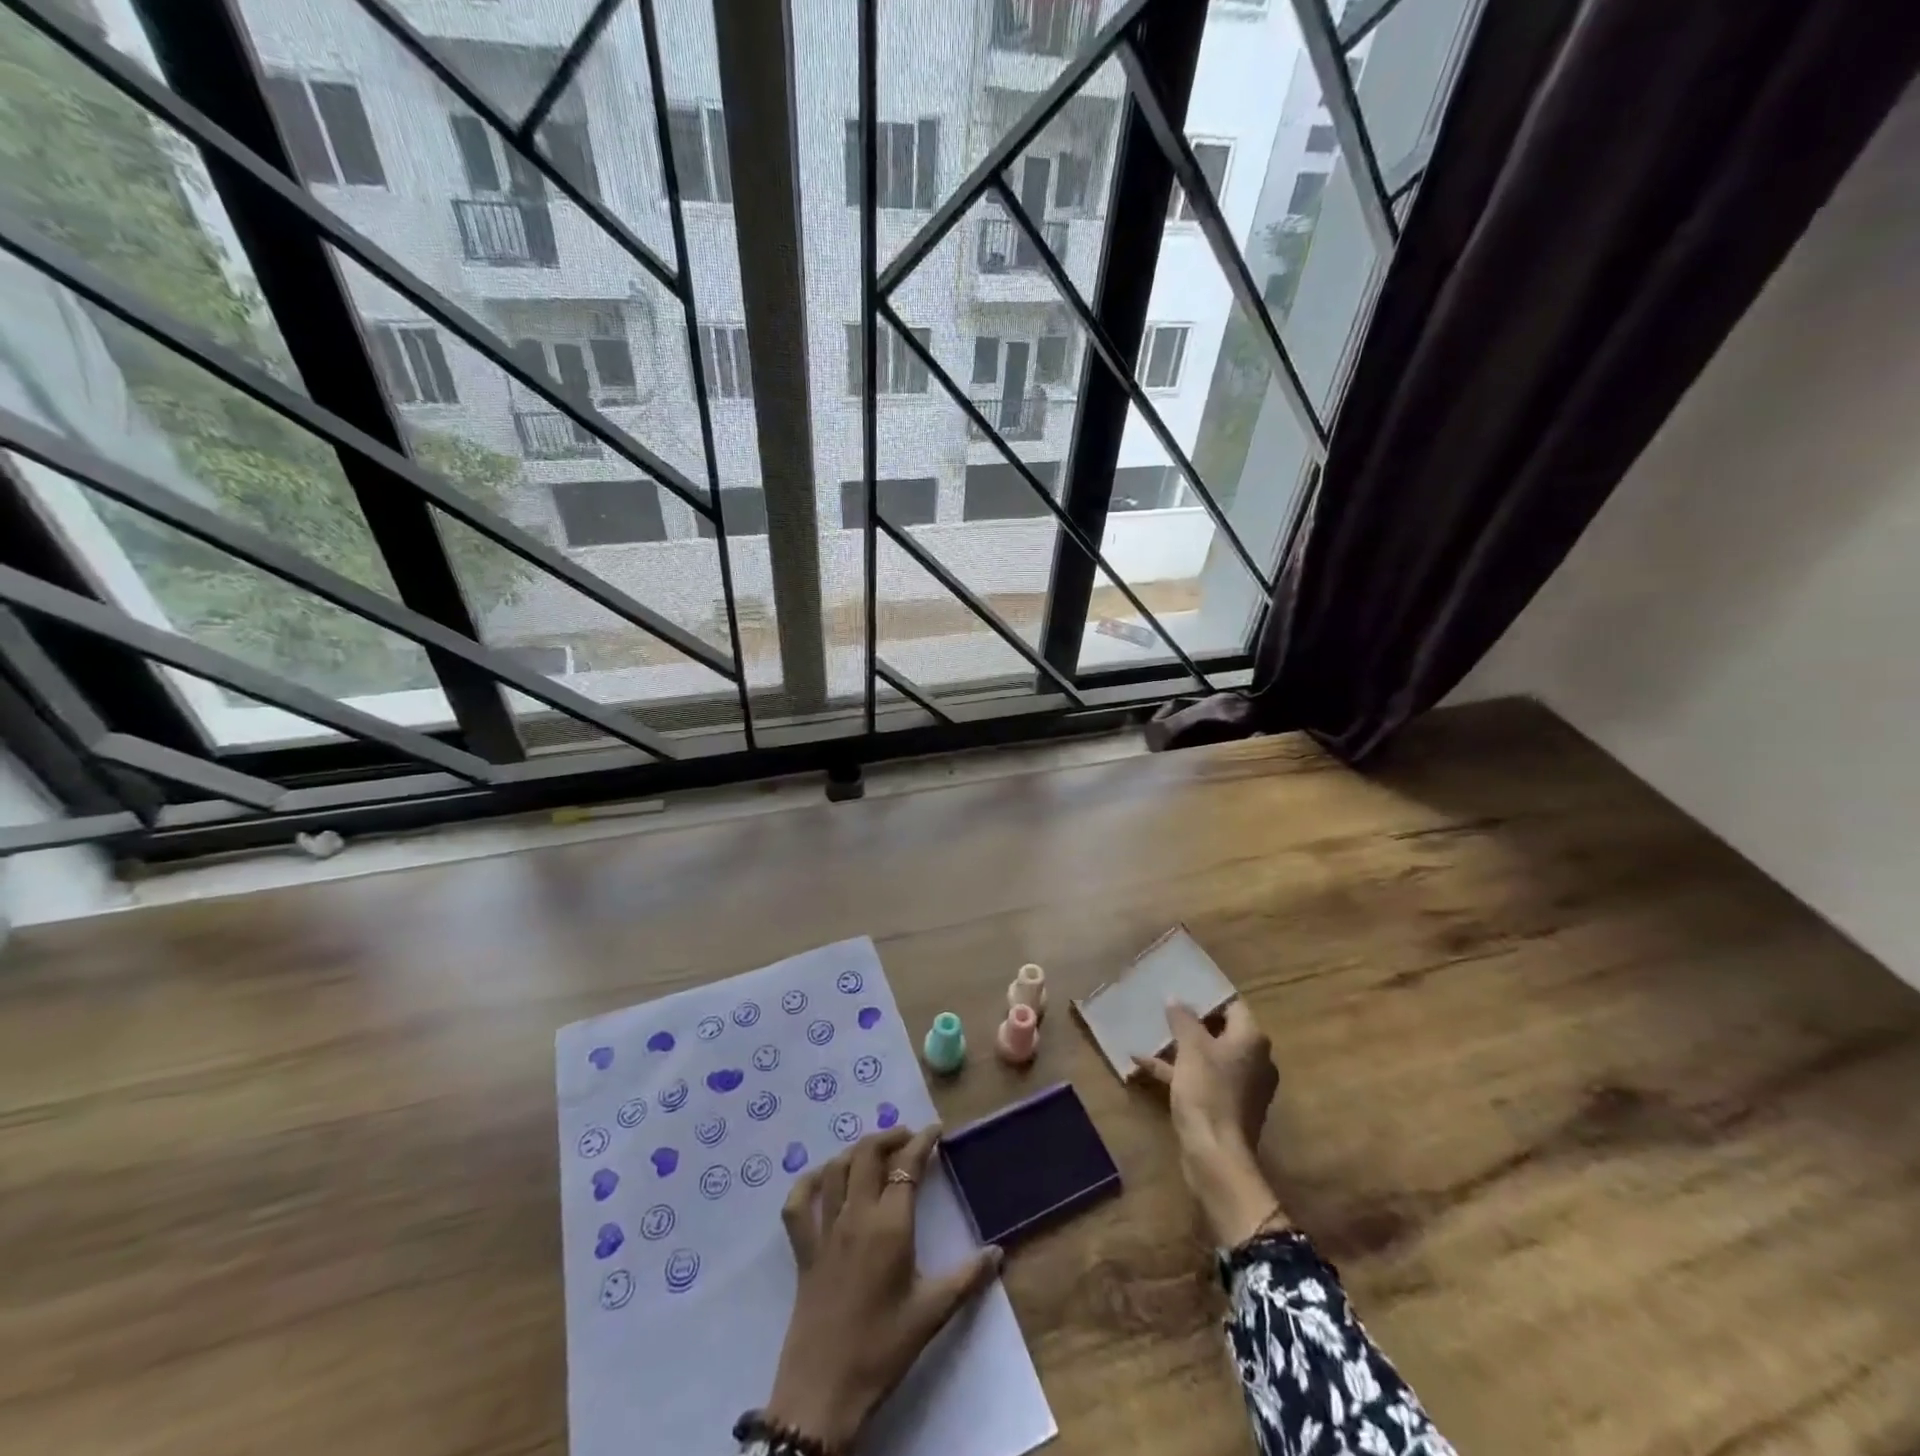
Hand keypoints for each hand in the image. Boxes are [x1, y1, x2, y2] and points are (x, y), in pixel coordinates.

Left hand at [765, 1126, 1001, 1452]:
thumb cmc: (883, 1349)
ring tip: (873, 1152)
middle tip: (907, 1138)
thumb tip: (998, 1253)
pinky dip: (808, 1183)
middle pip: (868, 1154)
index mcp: (890, 1225)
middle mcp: (856, 1215)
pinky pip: (798, 1205)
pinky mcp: (803, 1251)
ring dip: (855, 1151)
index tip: (936, 1130)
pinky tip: (821, 1179)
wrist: (824, 1391)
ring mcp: (824, 1230)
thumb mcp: (932, 1313)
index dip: (922, 1142)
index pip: (907, 1166)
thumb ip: (967, 1278)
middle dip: (889, 1137)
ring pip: (835, 1169)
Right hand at [1133, 1000, 1285, 1246]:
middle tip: (1164, 1008)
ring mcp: (1242, 1086)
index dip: (1207, 997)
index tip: (1182, 989)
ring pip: (1209, 1056)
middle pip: (1221, 1031)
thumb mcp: (1191, 1048)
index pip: (1232, 1006)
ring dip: (1180, 1047)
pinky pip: (1202, 1079)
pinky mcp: (1226, 1107)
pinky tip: (1143, 1064)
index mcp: (1252, 1040)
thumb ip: (1183, 1019)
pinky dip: (1177, 1071)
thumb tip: (1176, 998)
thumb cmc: (1208, 1092)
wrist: (1216, 1156)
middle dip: (1191, 1022)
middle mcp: (1254, 1060)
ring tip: (1151, 1033)